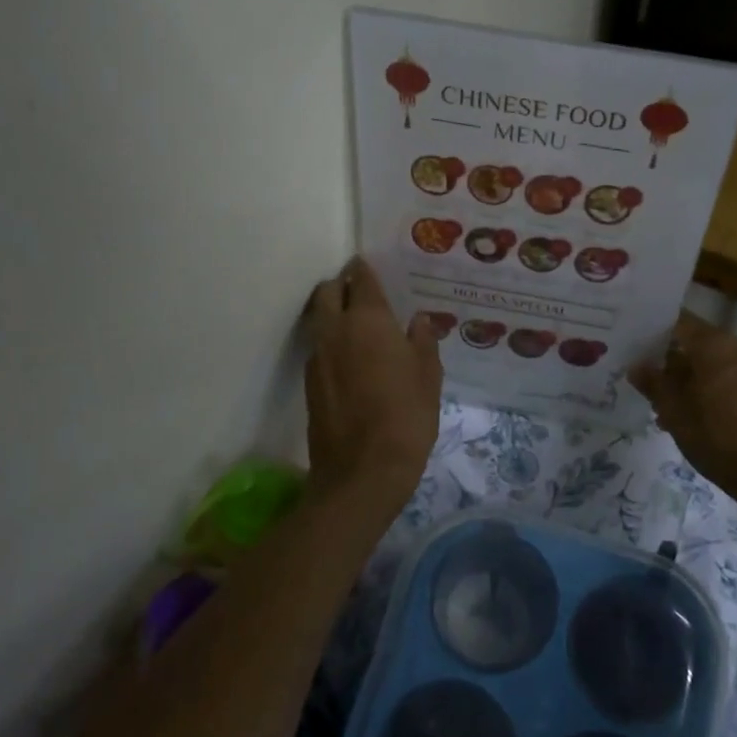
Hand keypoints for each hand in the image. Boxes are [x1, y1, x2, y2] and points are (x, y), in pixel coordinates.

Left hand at [304, 257, 443, 496]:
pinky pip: (318, 348)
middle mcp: (335, 330)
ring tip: (357, 325)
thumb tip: (418, 321)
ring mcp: (317, 357)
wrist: (362, 471)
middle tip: (360, 292)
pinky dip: (331, 342)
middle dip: (340, 285)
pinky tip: (351, 359)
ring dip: (332, 313)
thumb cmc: (406, 417)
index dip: (363, 269)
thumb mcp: (428, 377)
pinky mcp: (308, 383)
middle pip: (327, 292)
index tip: (367, 265)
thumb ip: (422, 342)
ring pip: (318, 320)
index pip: (360, 281)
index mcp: (368, 321)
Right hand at [630, 311, 736, 496]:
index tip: (639, 347)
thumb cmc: (717, 437)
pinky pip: (735, 379)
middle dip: (675, 363)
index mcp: (716, 345)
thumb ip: (654, 384)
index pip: (680, 323)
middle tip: (652, 385)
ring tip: (673, 410)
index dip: (656, 333)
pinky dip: (716, 389)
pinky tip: (700, 417)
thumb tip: (637, 366)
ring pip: (717, 364)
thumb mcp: (675, 412)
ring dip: (695, 380)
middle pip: (700, 344)